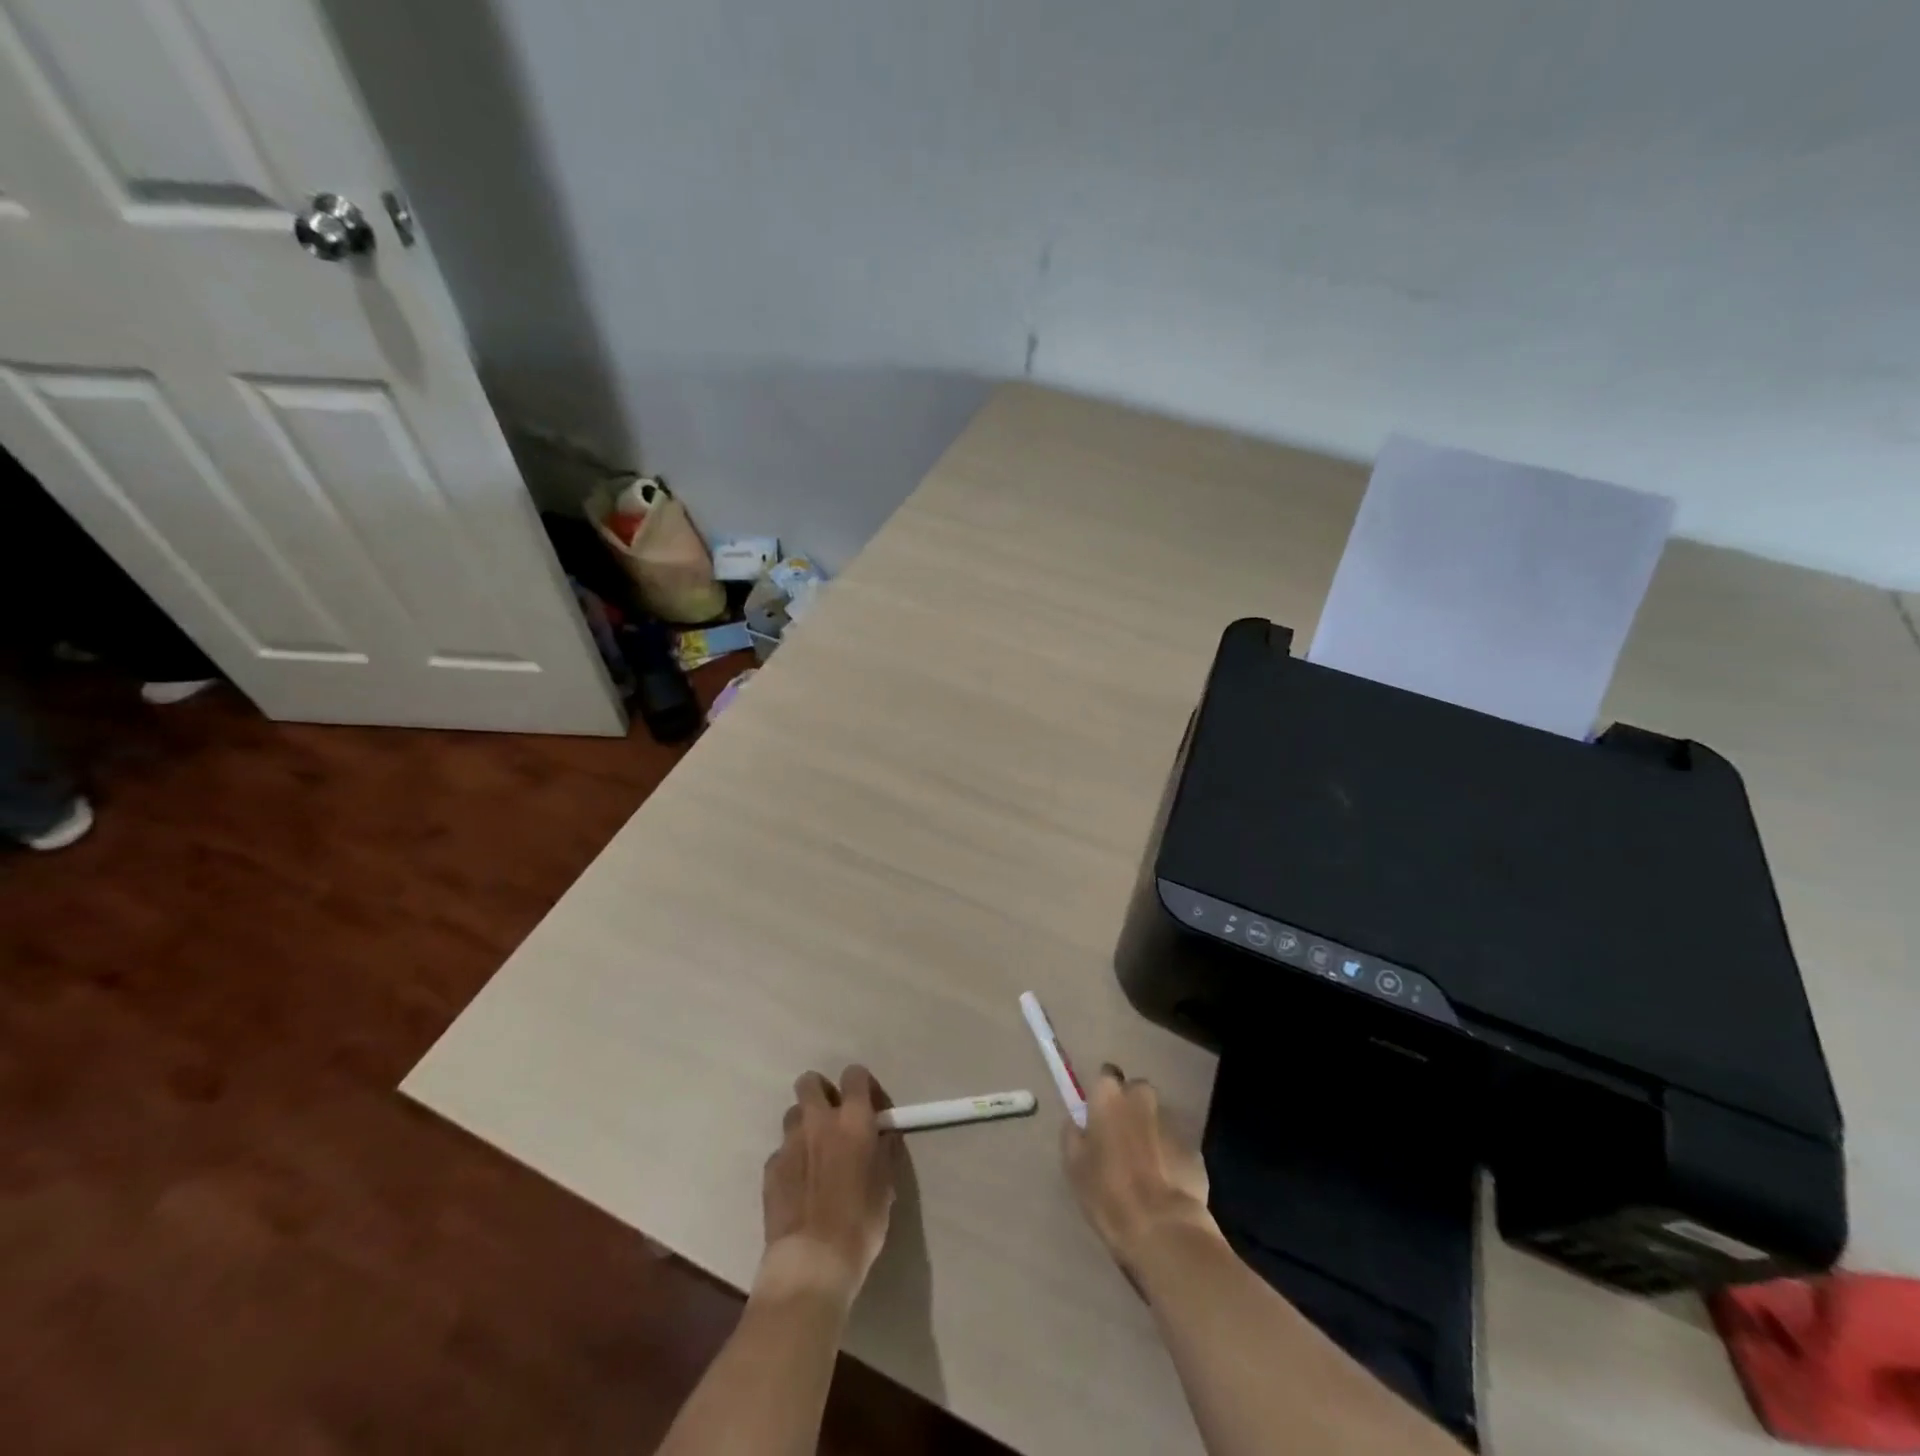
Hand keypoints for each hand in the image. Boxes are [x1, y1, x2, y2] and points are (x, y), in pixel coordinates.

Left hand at [757, 1065, 899, 1307]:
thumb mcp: (886, 1185)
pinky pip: (781, 1151)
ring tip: (814, 1153)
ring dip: (804, 1125)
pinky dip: (791, 1160)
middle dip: (820, 1092)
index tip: (867, 1105)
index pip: (855, 1075)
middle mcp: (818, 1120)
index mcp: (853, 1120)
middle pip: (810, 1081)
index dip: (861, 1085)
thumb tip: (881, 1136)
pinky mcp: (770, 1167)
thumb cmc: (860, 1223)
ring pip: (793, 1114)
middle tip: (832, 1118)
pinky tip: (798, 1186)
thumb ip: (883, 1151)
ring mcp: (790, 1142)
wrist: (812, 1261)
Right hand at [1062, 1064, 1220, 1277]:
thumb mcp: (1074, 1165)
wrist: (1162, 1227)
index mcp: (1110, 1096)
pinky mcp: (1194, 1148)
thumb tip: (1078, 1122)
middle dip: (1131, 1108)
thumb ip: (1074, 1134)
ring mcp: (1172, 1122)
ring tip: (1145, 1168)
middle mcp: (1142, 1098)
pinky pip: (1176, 1146)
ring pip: (1158, 1118)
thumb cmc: (1108, 1192)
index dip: (1103, 1095)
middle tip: (1121, 1140)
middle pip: (1136, 1092)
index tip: (1099, 1116)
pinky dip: (1170, 1157)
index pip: (1105, 1075)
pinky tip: (1165, 1185)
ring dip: (1151, 1133)